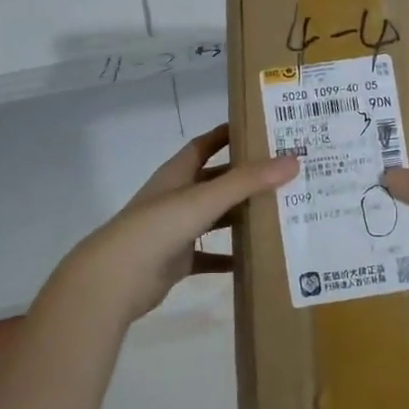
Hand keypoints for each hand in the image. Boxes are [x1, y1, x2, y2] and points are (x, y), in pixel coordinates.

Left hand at [49, 125, 297, 325]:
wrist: (115, 279)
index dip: (228, 135)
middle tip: (283, 174)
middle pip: (215, 181)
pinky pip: (209, 256)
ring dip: (240, 216)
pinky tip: (254, 260)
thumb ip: (247, 181)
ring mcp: (175, 230)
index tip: (260, 128)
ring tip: (279, 213)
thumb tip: (293, 159)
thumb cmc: (157, 228)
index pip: (204, 145)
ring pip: (215, 217)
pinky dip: (229, 257)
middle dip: (244, 177)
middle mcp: (176, 197)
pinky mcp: (177, 260)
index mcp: (177, 174)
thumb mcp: (204, 199)